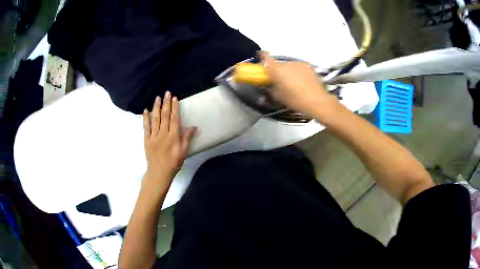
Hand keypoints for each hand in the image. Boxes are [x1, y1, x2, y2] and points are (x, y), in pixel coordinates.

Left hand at [143, 91, 196, 188]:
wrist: (159, 172)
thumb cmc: (173, 162)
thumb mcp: (183, 151)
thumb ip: (187, 138)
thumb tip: (194, 126)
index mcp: (173, 136)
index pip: (174, 119)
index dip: (174, 108)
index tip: (174, 98)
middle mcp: (163, 134)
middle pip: (164, 116)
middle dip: (166, 103)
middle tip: (167, 93)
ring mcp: (153, 136)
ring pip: (155, 119)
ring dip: (156, 107)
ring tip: (157, 98)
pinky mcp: (146, 139)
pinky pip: (146, 127)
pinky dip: (145, 118)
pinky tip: (145, 110)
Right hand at [260, 51, 338, 116]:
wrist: (317, 101)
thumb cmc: (295, 100)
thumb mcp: (279, 97)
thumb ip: (271, 89)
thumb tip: (268, 85)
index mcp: (277, 70)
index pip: (266, 57)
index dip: (263, 56)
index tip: (260, 56)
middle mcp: (287, 64)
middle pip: (279, 64)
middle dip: (278, 70)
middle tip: (280, 80)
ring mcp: (299, 64)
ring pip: (289, 66)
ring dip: (288, 71)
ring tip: (293, 82)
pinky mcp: (308, 67)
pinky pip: (298, 68)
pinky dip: (297, 72)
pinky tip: (301, 82)